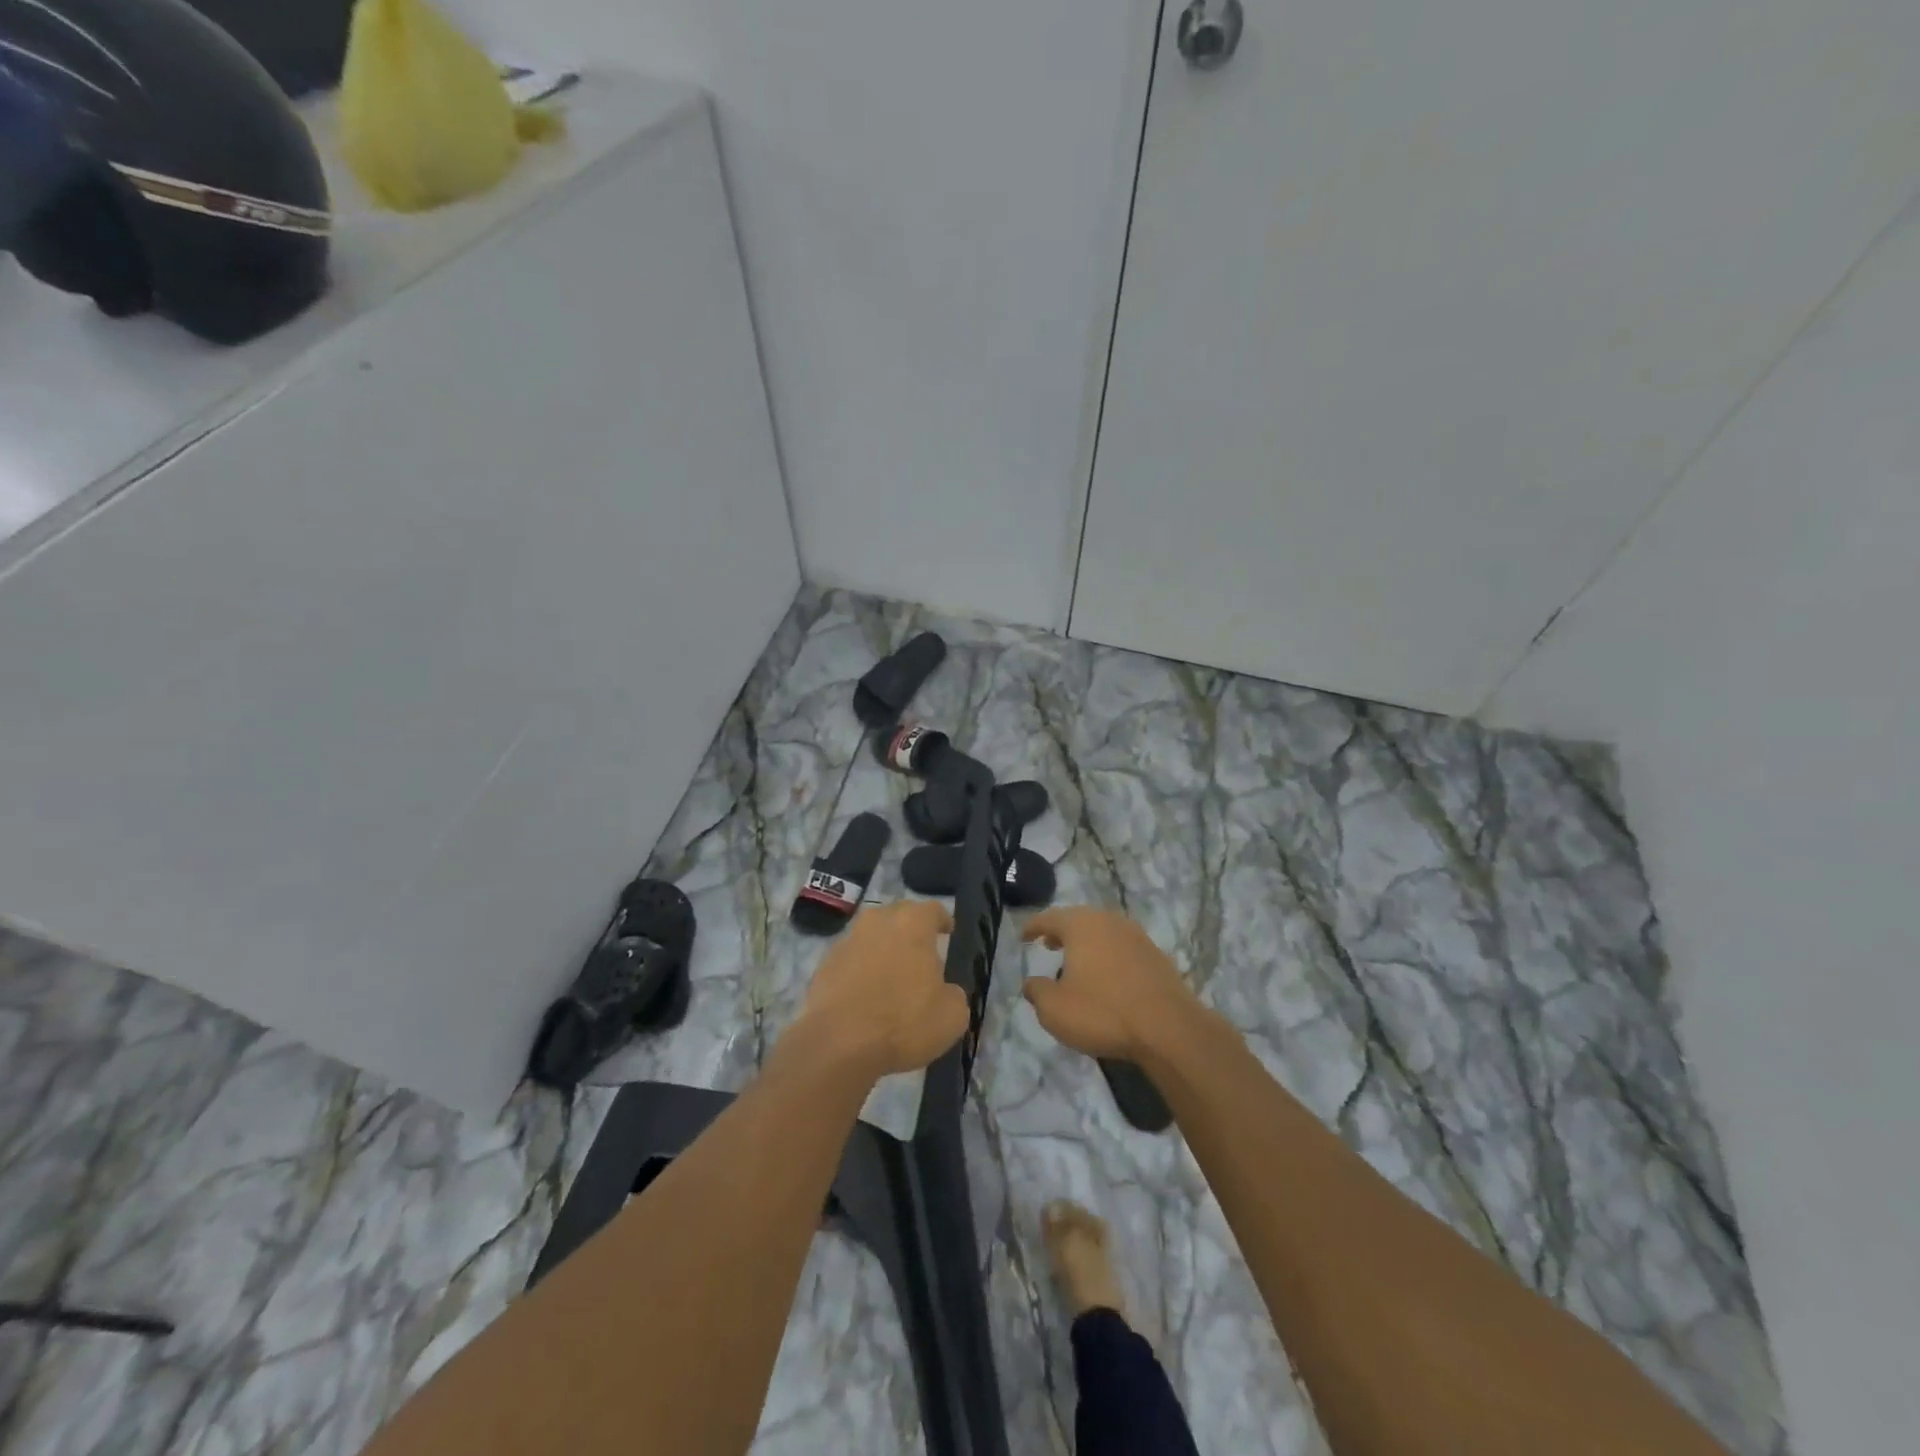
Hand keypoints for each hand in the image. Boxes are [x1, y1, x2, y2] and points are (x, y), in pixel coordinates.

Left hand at [796, 900, 968, 1078]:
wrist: (838, 1044)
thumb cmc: (903, 1022)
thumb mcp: (952, 1016)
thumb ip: (954, 994)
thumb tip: (945, 991)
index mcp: (912, 923)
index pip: (933, 910)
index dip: (942, 920)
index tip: (947, 932)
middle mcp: (878, 921)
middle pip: (899, 916)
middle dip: (911, 931)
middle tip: (921, 954)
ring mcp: (847, 941)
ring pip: (872, 936)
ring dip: (884, 949)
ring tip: (893, 975)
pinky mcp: (824, 964)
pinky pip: (852, 959)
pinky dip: (861, 969)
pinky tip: (866, 994)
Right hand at [1021, 907, 1204, 1062]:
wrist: (1168, 1028)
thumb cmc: (1102, 1012)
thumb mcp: (1055, 1009)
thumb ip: (1037, 992)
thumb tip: (1031, 983)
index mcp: (1081, 925)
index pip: (1049, 918)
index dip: (1033, 927)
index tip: (1024, 937)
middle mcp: (1109, 921)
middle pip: (1079, 920)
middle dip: (1062, 932)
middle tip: (1049, 944)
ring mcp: (1136, 936)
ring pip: (1103, 932)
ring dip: (1087, 943)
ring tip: (1076, 961)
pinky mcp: (1156, 955)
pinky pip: (1122, 948)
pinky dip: (1108, 956)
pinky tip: (1106, 976)